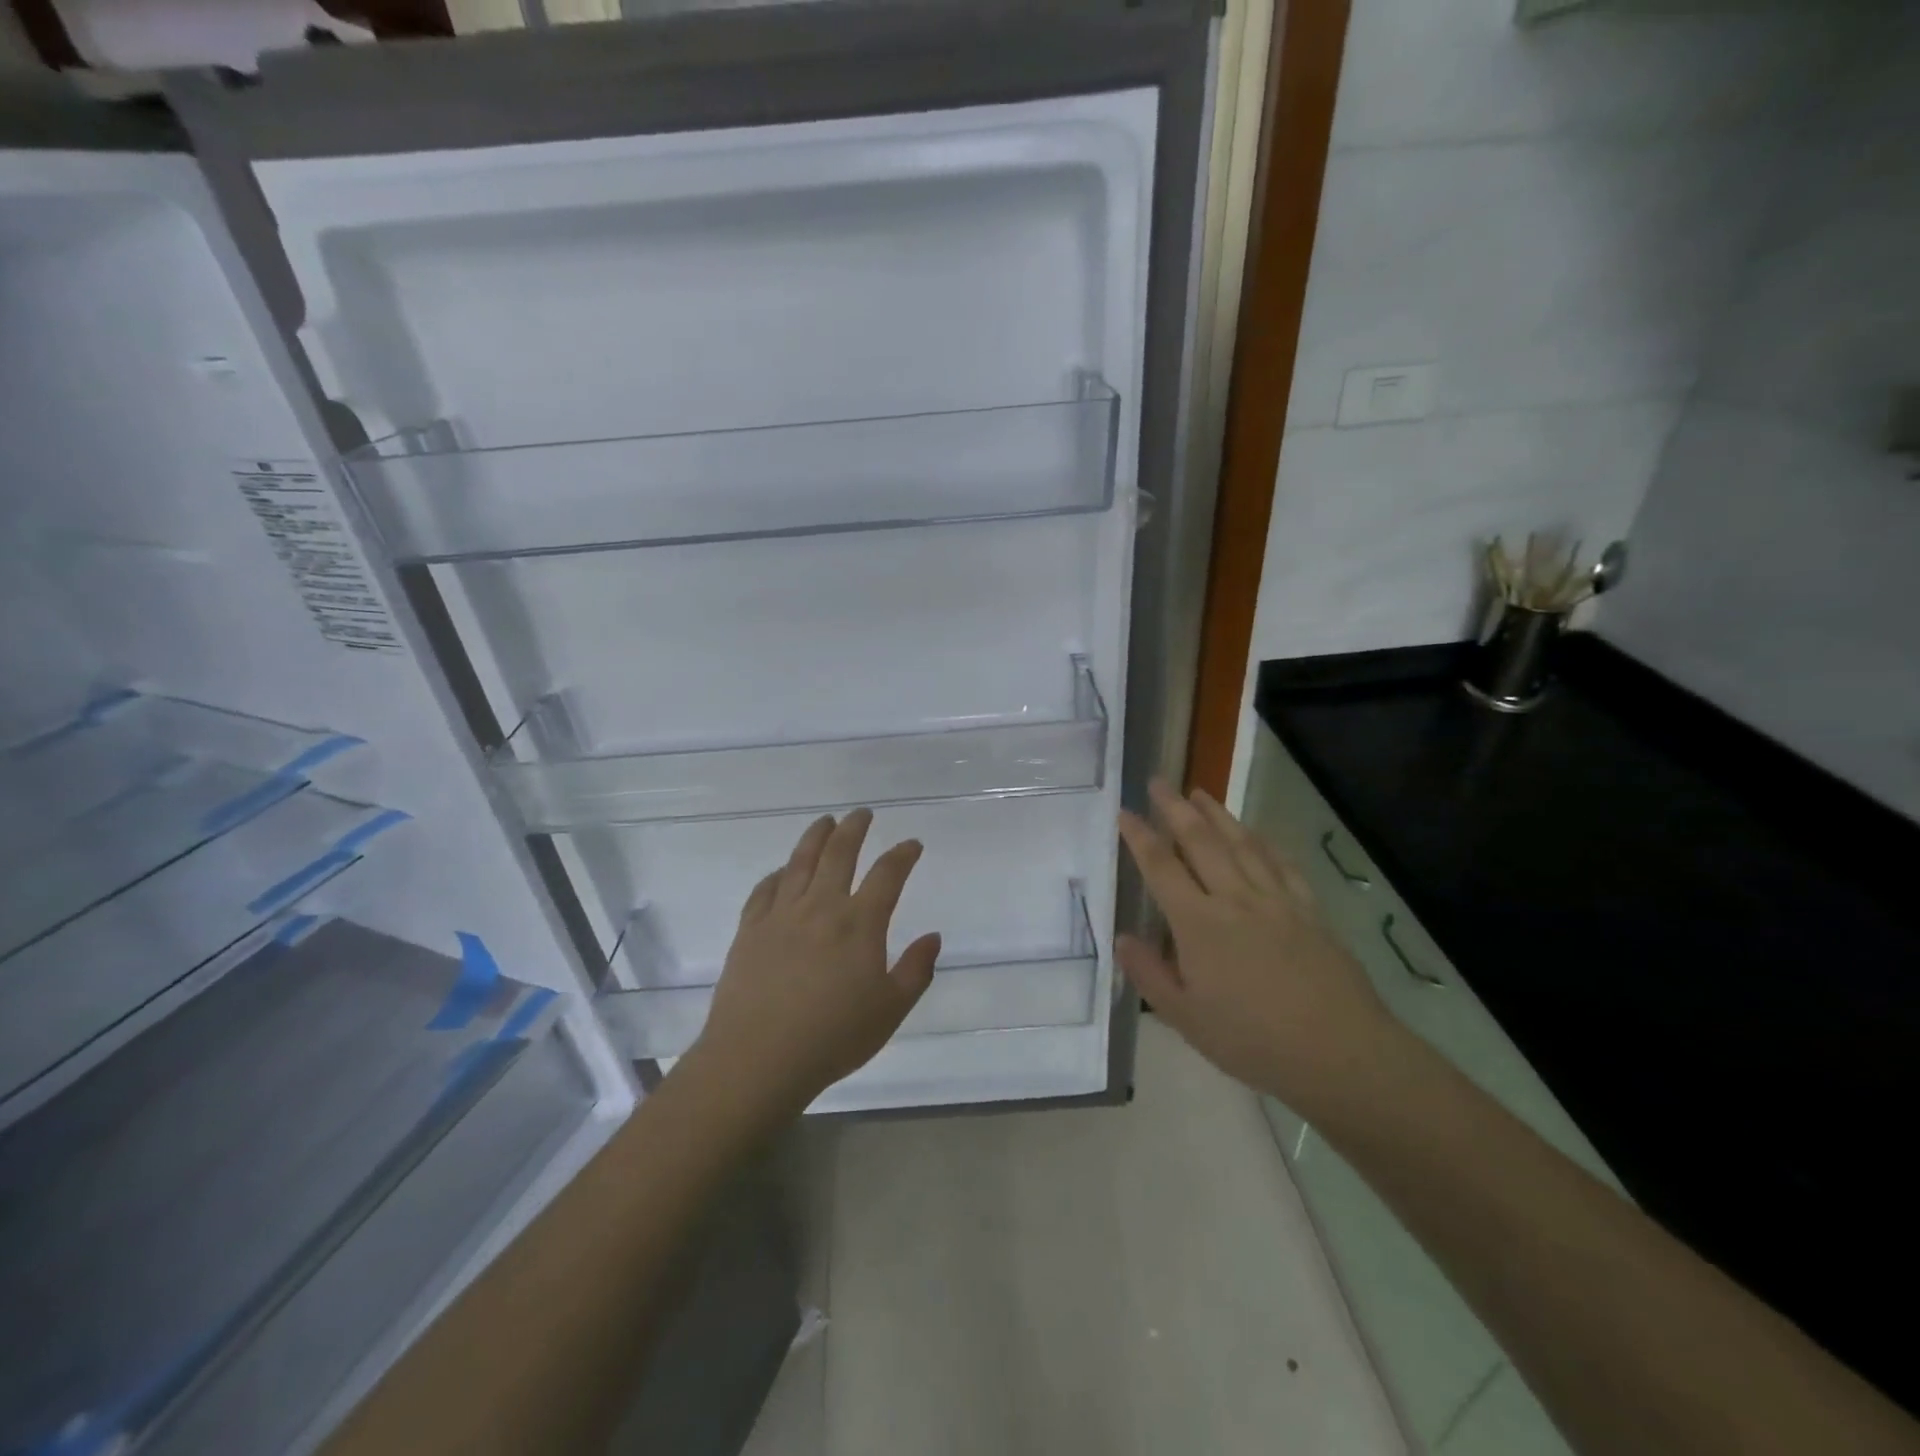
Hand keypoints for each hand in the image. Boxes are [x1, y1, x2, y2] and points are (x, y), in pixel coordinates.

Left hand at [689, 809, 940, 1119]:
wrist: (758, 1059)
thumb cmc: (833, 1038)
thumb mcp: (890, 1010)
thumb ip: (916, 970)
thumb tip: (933, 937)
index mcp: (859, 923)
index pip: (887, 874)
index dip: (903, 854)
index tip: (912, 844)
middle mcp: (821, 907)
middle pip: (839, 853)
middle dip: (855, 828)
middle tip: (862, 814)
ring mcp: (781, 914)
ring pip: (801, 861)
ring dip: (816, 836)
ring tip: (825, 821)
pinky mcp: (750, 929)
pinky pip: (766, 889)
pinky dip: (779, 873)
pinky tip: (783, 871)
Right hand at [1116, 779, 1402, 1117]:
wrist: (1339, 1052)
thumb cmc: (1253, 1040)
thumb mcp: (1185, 1018)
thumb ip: (1149, 974)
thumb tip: (1122, 938)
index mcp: (1199, 924)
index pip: (1161, 868)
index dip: (1140, 837)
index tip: (1124, 812)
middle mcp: (1234, 899)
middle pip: (1200, 842)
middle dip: (1176, 808)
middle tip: (1159, 781)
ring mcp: (1275, 900)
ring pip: (1241, 844)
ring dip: (1217, 814)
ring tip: (1200, 792)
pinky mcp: (1308, 910)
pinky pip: (1281, 864)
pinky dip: (1264, 842)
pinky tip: (1256, 833)